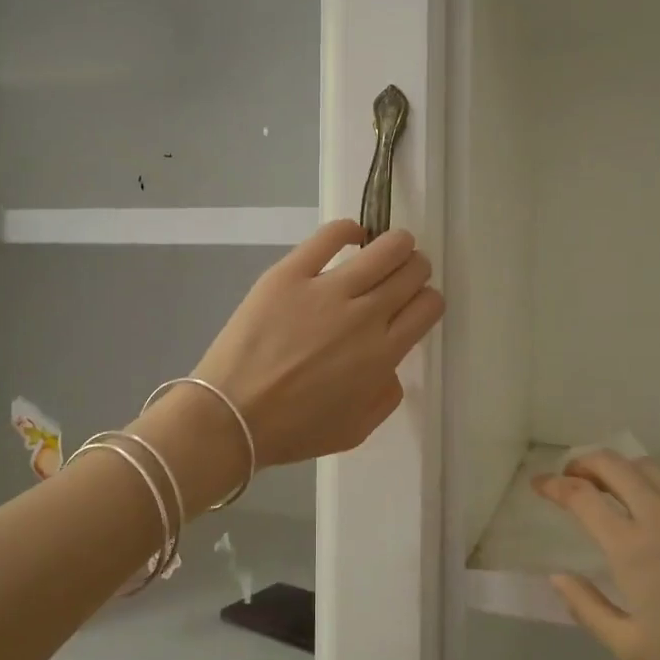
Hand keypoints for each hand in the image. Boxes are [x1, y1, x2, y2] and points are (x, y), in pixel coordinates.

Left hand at [194, 220, 443, 468]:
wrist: (231, 416)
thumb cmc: (293, 430)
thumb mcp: (356, 430)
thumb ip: (386, 395)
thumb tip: (390, 364)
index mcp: (383, 355)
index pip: (427, 307)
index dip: (428, 300)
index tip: (415, 303)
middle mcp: (365, 315)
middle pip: (411, 273)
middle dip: (415, 269)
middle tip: (402, 274)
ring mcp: (327, 290)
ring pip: (384, 248)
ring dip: (396, 244)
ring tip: (387, 247)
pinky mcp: (290, 273)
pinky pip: (330, 236)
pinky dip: (349, 230)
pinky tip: (352, 235)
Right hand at [534, 452, 659, 659]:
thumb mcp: (633, 650)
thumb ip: (587, 608)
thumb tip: (558, 576)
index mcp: (632, 545)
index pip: (580, 497)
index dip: (553, 486)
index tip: (540, 485)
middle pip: (613, 464)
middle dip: (584, 463)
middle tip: (573, 477)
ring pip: (652, 469)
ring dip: (625, 472)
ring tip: (618, 491)